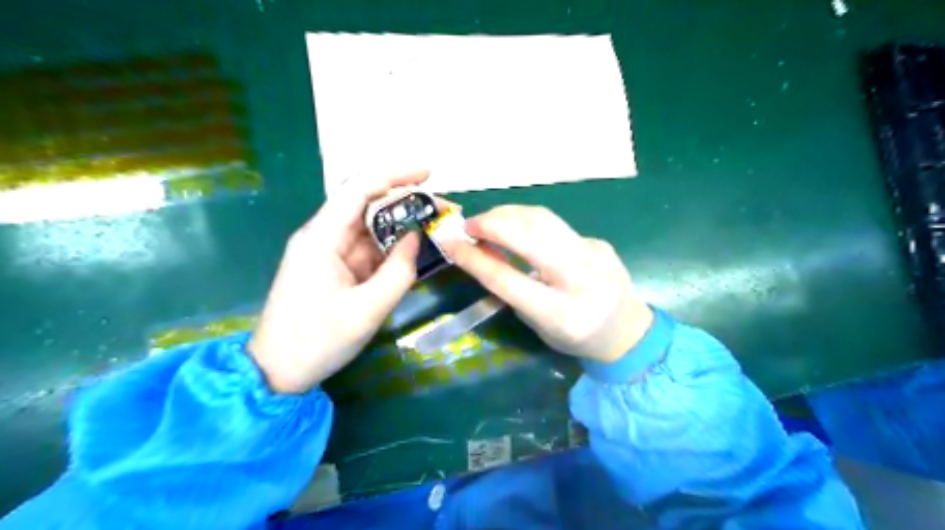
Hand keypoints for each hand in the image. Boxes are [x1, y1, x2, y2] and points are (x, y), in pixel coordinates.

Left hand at [248, 170, 430, 391]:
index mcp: (322, 238)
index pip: (358, 190)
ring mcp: (327, 253)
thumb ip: (398, 271)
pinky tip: (413, 249)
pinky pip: (366, 249)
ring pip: (368, 228)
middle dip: (404, 201)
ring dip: (400, 225)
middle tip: (440, 208)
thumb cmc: (318, 340)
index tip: (428, 174)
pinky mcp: (334, 268)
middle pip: (365, 205)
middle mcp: (323, 237)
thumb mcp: (367, 309)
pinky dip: (391, 247)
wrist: (277, 372)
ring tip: (433, 226)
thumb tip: (416, 237)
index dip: (393, 176)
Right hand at [442, 205, 649, 361]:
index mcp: (561, 313)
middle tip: (469, 225)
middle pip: (529, 235)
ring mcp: (593, 254)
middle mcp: (580, 279)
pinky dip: (528, 223)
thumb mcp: (538, 325)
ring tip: (487, 222)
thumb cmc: (576, 337)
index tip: (450, 242)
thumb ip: (512, 290)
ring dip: (508, 215)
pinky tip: (518, 229)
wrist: (629, 331)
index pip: (508, 279)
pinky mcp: (597, 240)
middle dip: (492, 223)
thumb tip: (483, 252)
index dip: (474, 258)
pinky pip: (555, 225)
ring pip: (543, 219)